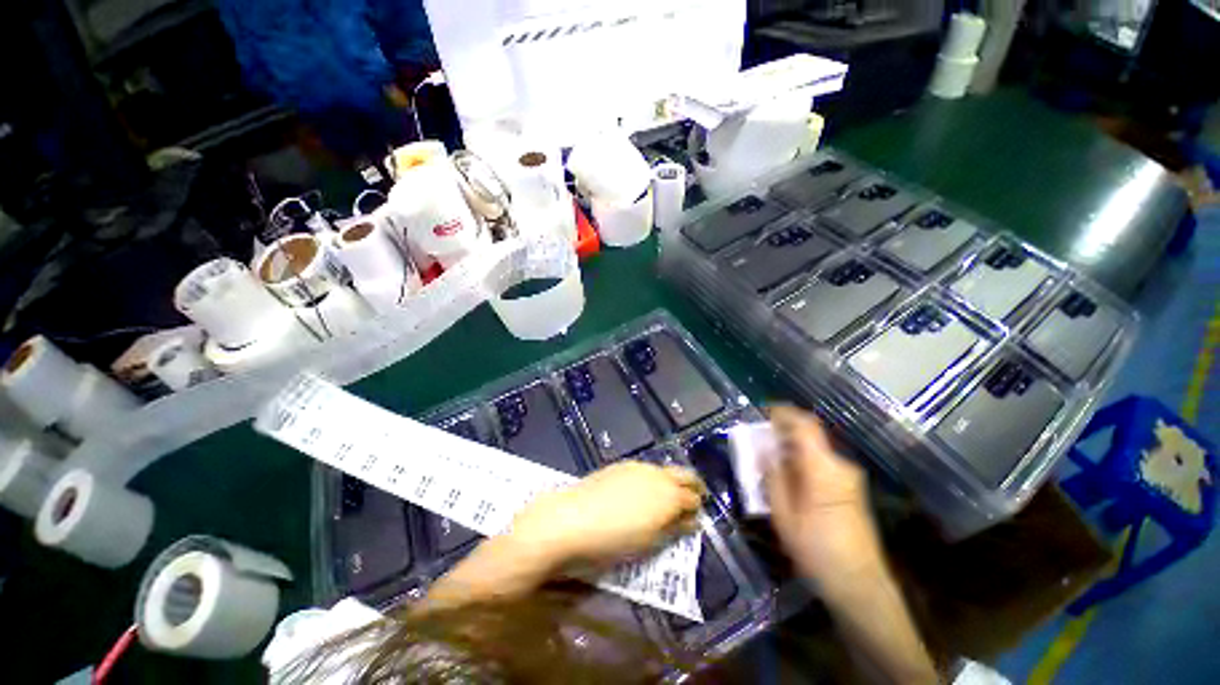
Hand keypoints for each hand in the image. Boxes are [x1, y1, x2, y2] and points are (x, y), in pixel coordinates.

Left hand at [510, 461, 705, 567]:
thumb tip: (690, 520)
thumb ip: (673, 528)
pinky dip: (650, 480)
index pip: (693, 498)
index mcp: (669, 495)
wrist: (570, 519)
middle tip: (688, 504)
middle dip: (691, 487)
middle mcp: (657, 474)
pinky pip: (644, 470)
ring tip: (661, 501)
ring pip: (663, 471)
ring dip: (669, 483)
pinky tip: (639, 493)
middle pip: (684, 475)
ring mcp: (637, 467)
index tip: (694, 521)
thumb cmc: (613, 540)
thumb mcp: (649, 542)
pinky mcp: (620, 465)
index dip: (697, 509)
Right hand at [765, 406, 883, 589]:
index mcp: (823, 468)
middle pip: (809, 436)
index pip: (805, 425)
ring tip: (767, 459)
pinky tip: (786, 477)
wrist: (861, 586)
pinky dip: (801, 461)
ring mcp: (849, 478)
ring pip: (814, 450)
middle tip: (758, 440)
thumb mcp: (784, 515)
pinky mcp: (851, 489)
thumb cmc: (817, 550)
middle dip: (782, 432)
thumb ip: (773, 477)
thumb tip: (765, 450)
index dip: (784, 413)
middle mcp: (840, 466)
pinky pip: (821, 463)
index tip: (763, 411)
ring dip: (790, 448)